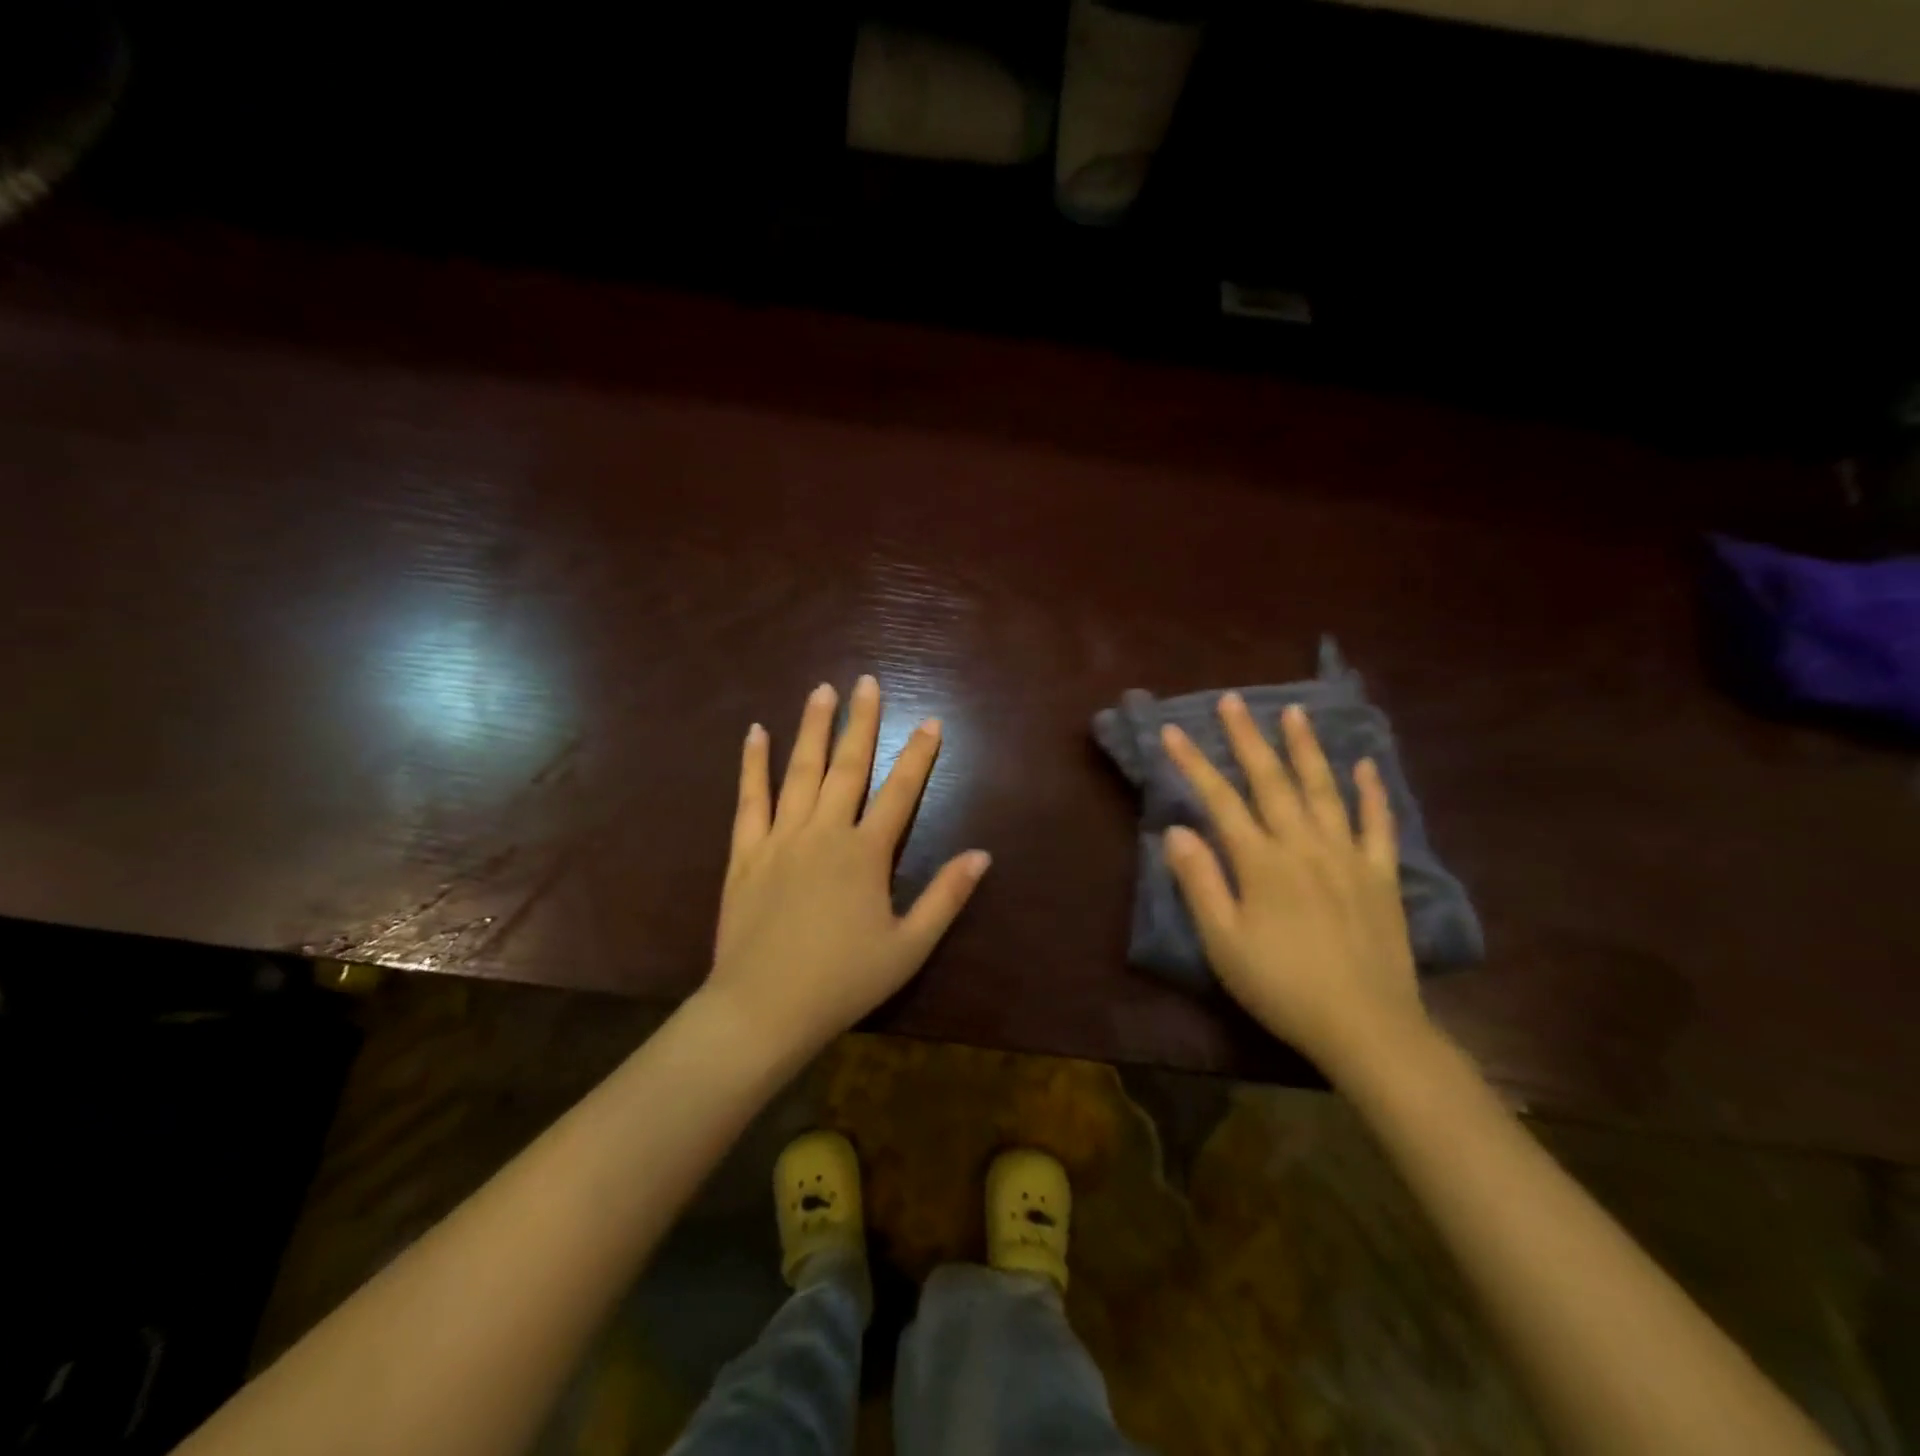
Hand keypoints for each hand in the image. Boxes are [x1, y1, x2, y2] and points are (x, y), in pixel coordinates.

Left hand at [704, 675, 990, 1063]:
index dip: (918, 755)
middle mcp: (825, 832)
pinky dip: (753, 765)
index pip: (901, 792)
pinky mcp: (746, 853)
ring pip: (800, 771)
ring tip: (823, 691)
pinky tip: (756, 733)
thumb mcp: (909, 947)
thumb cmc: (843, 981)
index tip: (930, 721)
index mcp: (866, 854)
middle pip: (848, 766)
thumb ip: (945, 897)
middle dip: (862, 722)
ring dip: (813, 728)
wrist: (763, 1008)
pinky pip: (750, 799)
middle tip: (867, 682)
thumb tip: (982, 855)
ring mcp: (781, 838)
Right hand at [1160, 695, 1429, 1073]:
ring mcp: (1347, 856)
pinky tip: (1365, 766)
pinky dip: (1371, 792)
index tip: (1172, 731)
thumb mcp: (1223, 942)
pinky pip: (1377, 824)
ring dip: (1306, 749)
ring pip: (1323, 790)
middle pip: (1271, 781)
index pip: (1220, 800)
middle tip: (1233, 700)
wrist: (1366, 1027)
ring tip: (1296, 712)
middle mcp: (1303, 845)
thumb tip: (1176, 830)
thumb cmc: (1281, 986)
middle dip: (1248, 738)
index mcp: (1261, 861)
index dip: (1194, 763)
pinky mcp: (1381, 875)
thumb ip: (1199, 882)